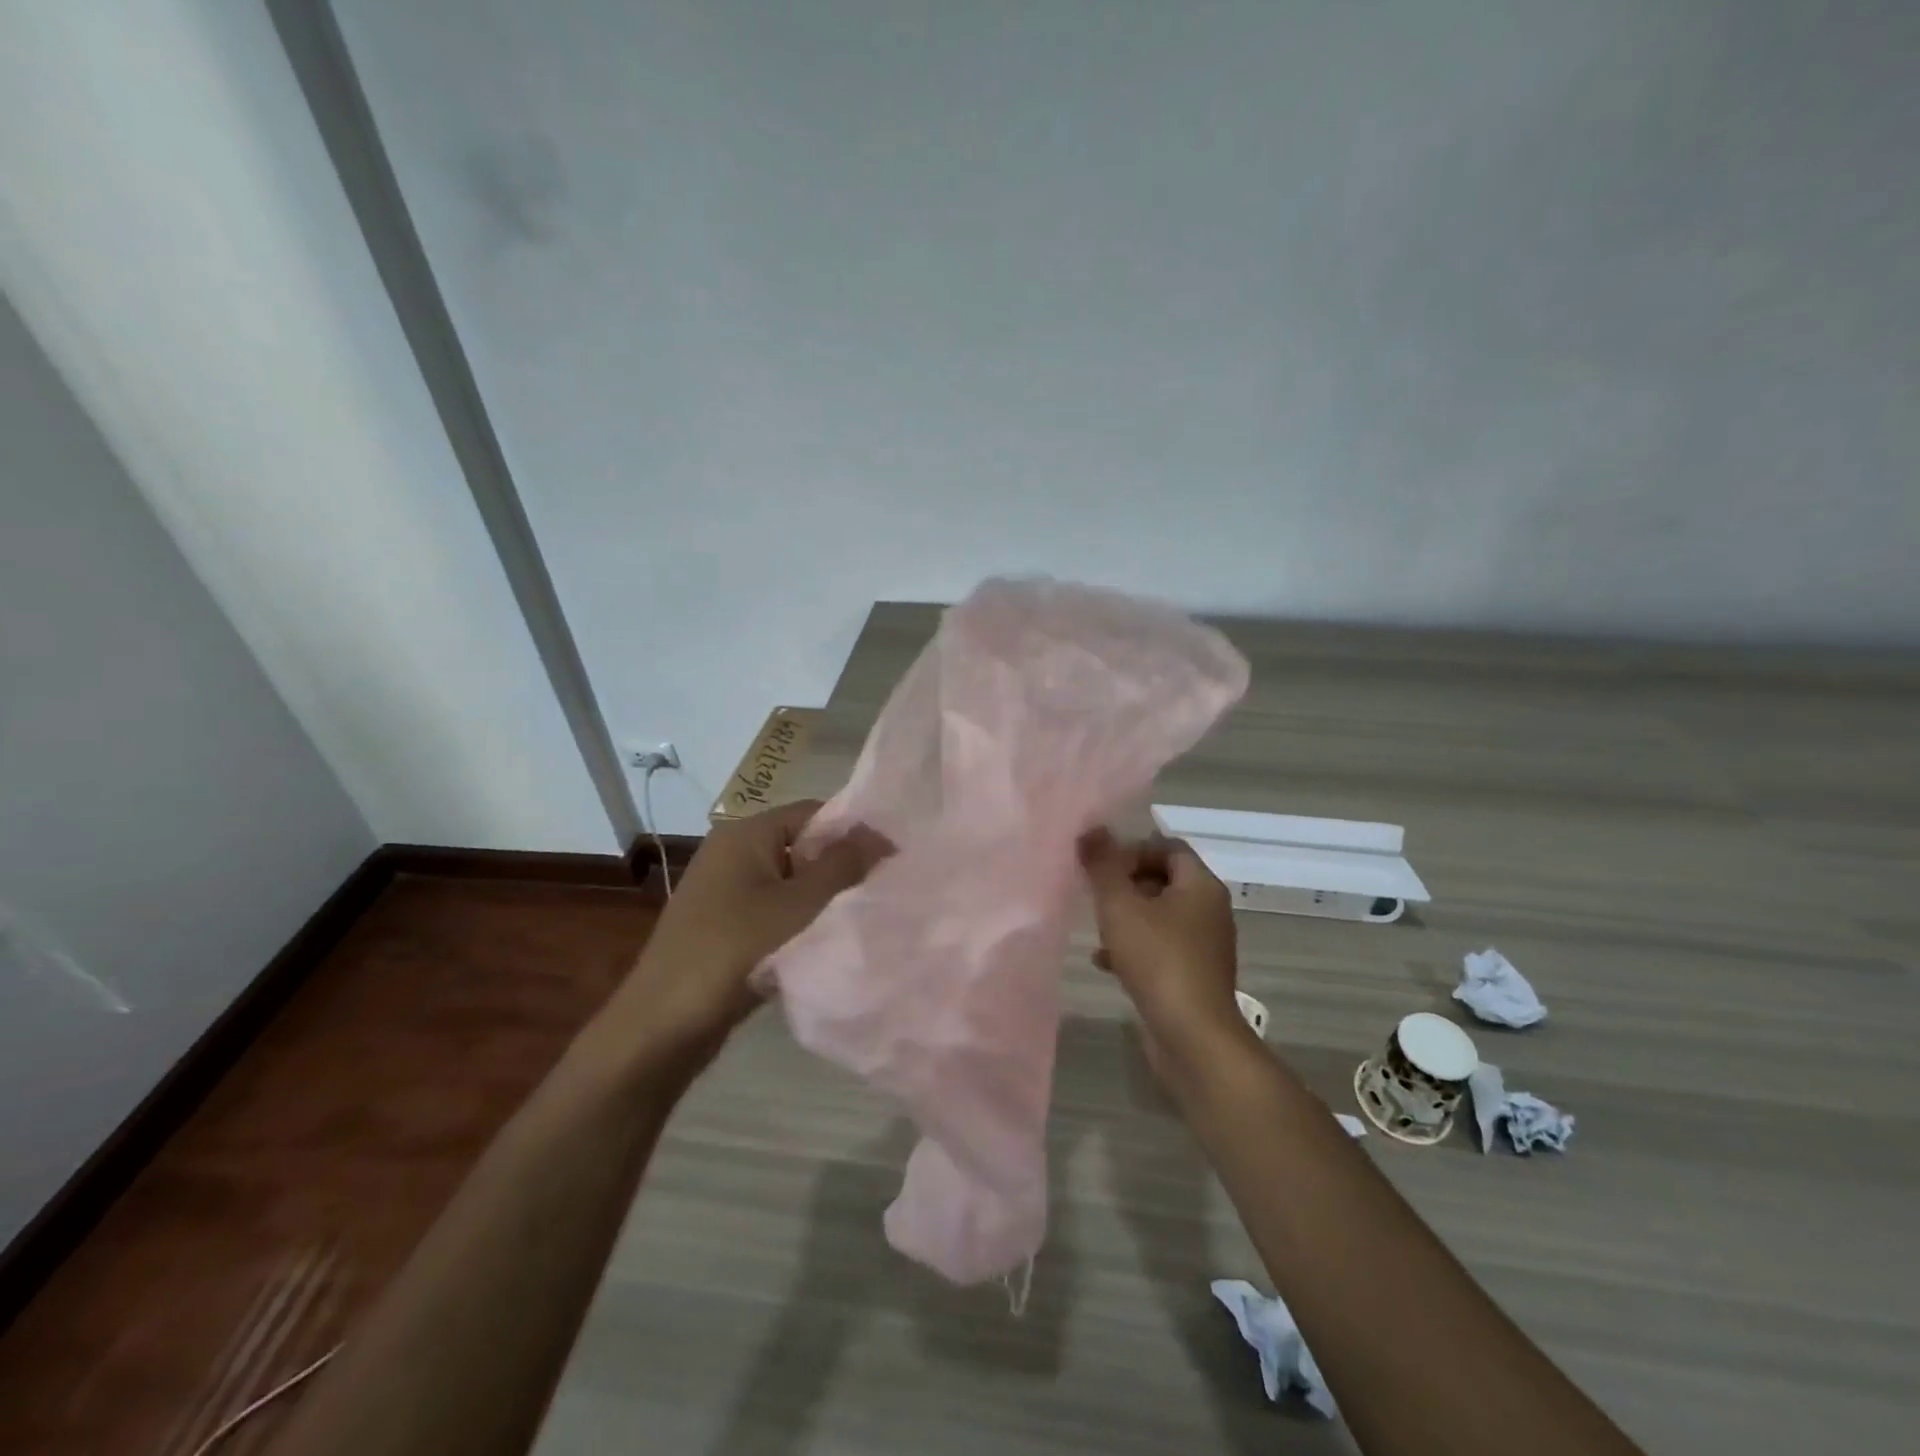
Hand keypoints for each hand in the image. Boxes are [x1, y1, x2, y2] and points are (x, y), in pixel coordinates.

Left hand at [609, 800, 889, 1073]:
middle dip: (839, 866)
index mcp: (746, 833)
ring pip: (788, 880)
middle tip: (881, 889)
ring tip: (859, 915)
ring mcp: (724, 888)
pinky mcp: (722, 922)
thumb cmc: (736, 950)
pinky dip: (798, 919)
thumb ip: (842, 865)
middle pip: (801, 844)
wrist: (663, 1024)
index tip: (892, 859)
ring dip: (820, 896)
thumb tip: (880, 834)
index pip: (814, 812)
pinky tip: (822, 939)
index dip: (854, 832)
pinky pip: (772, 907)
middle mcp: (732, 851)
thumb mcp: (799, 905)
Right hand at [1078, 829, 1247, 1069]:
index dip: (1133, 848)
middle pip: (1163, 880)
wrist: (1193, 1037)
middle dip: (1126, 883)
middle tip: (1095, 893)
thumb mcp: (1120, 906)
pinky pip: (1161, 948)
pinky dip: (1134, 948)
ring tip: (1096, 927)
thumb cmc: (1159, 960)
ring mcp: (1204, 946)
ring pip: (1159, 916)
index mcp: (1201, 885)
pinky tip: (1105, 962)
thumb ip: (1103, 865)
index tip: (1102, 864)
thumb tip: (1091, 829)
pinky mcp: (1194, 976)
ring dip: (1127, 917)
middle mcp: (1210, 910)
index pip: (1168, 847)